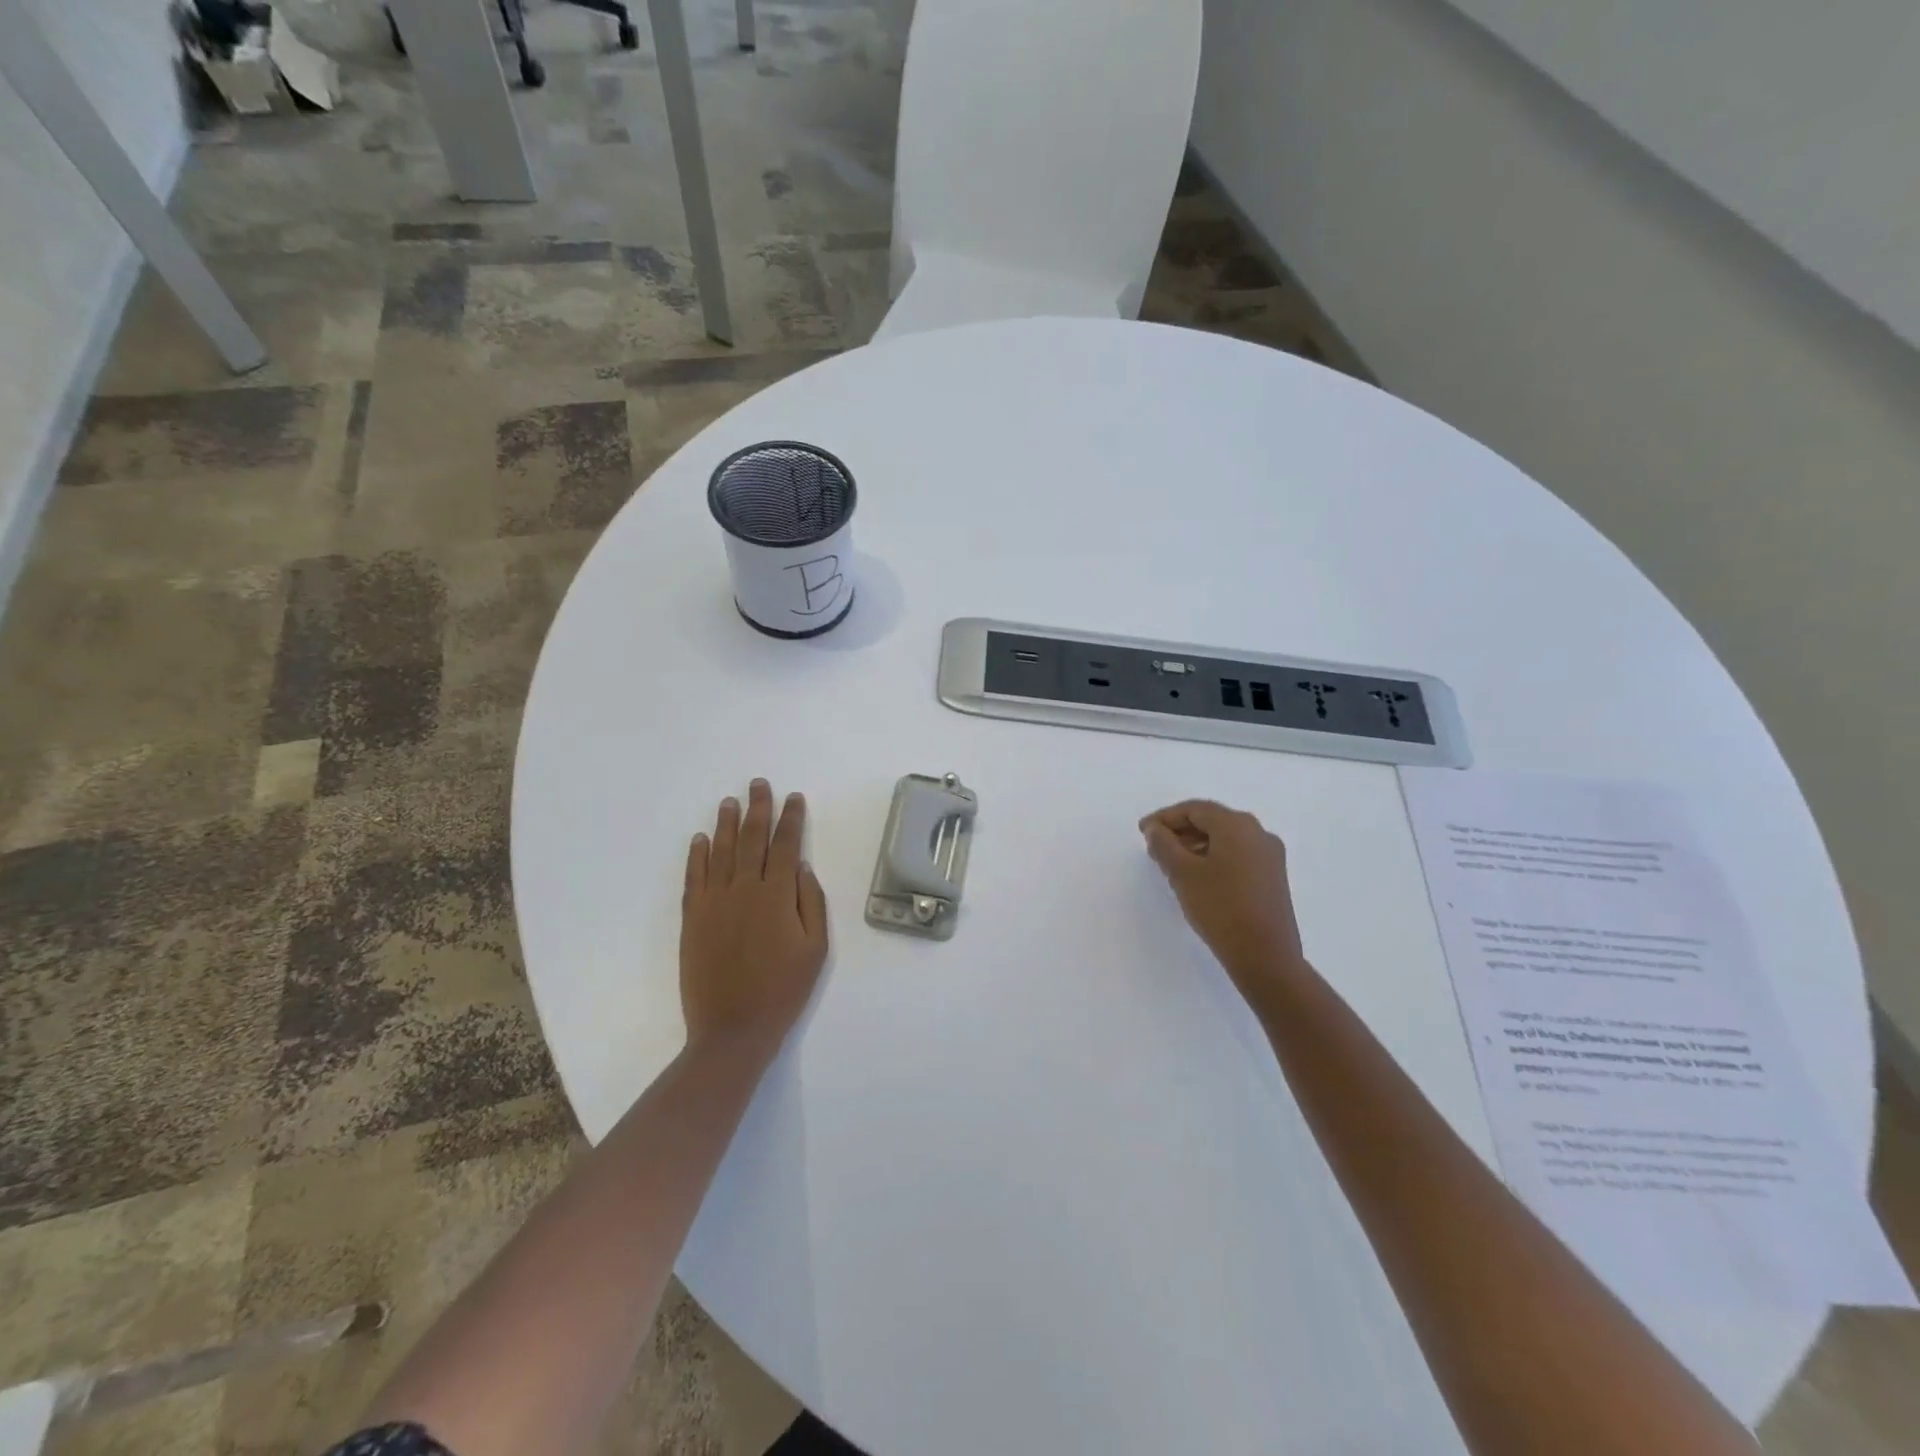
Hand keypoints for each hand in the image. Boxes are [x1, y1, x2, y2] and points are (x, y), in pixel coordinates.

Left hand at [681, 779, 828, 1054]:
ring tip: (729, 801)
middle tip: (758, 784)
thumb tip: (802, 868)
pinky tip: (699, 839)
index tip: (794, 798)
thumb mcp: (816, 949)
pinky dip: (696, 855)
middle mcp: (744, 889)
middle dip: (757, 808)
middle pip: (751, 839)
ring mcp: (714, 902)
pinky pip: (694, 877)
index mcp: (777, 895)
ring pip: (720, 851)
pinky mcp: (693, 918)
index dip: (791, 819)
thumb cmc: (783, 990)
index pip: (786, 845)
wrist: (733, 1029)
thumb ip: (811, 903)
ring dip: (725, 823)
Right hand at [1139, 800, 1308, 997]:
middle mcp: (1258, 833)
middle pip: (1211, 821)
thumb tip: (1156, 829)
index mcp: (1237, 825)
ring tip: (1171, 865)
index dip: (1164, 817)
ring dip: (1195, 845)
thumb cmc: (1220, 907)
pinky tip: (1197, 878)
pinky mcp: (1272, 877)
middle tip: (1154, 848)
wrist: (1265, 956)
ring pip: (1225, 840)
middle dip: (1180, 831)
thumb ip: (1164, 844)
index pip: (1194, 809)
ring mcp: (1269, 856)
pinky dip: (1213, 858)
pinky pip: (1237, 856)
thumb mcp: (1182, 873)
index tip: (1143, 832)